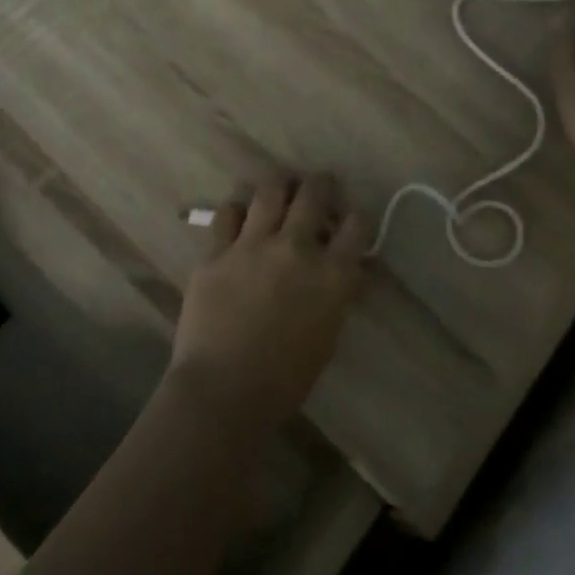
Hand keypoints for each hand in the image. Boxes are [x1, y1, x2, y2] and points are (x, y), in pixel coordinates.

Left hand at [167, 172, 369, 434]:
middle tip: (318, 185)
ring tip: (281, 185)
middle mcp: (297, 247)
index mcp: (332, 273)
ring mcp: (253, 244)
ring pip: (270, 189)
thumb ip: (337, 295)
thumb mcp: (328, 336)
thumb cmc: (285, 378)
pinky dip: (238, 210)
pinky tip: (240, 216)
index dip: (356, 217)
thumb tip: (346, 271)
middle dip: (320, 184)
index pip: (357, 224)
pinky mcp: (216, 250)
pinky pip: (228, 213)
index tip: (350, 220)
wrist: (224, 391)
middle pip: (314, 193)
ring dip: (280, 183)